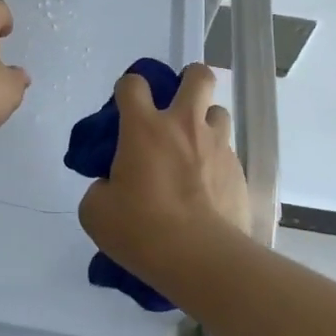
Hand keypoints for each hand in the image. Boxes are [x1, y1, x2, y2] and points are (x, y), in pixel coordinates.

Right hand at [77, 62, 251, 289]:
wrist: (200, 259)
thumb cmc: (141, 229)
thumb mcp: (97, 212)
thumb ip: (100, 188)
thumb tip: (110, 186)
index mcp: (144, 127)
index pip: (133, 84)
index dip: (126, 89)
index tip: (124, 108)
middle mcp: (183, 125)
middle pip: (197, 76)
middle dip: (189, 79)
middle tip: (177, 104)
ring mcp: (217, 145)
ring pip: (219, 111)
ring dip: (207, 121)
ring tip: (196, 146)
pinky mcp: (238, 172)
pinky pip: (229, 152)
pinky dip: (218, 161)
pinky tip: (209, 186)